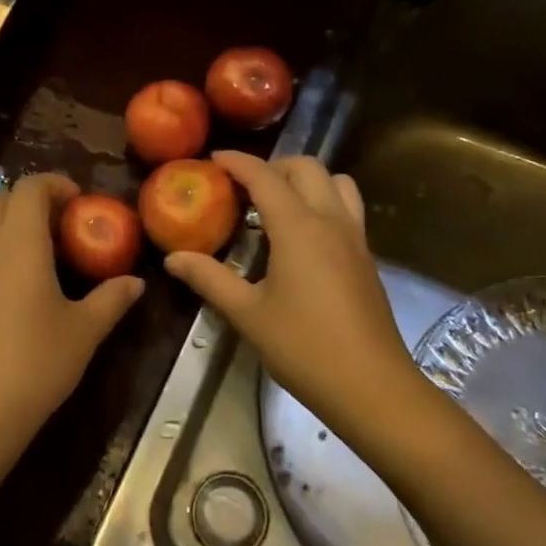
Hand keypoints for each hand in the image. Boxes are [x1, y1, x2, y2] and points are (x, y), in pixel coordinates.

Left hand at [0, 173, 143, 490]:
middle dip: (29, 199)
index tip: (79, 200)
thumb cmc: (36, 362)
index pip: (29, 188)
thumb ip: (111, 299)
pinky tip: (10, 276)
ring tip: (34, 243)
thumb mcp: (84, 330)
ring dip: (4, 218)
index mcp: (19, 242)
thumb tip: (136, 282)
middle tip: (59, 222)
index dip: (54, 184)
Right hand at [164, 152, 415, 435]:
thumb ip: (209, 278)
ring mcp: (355, 237)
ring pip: (336, 182)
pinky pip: (347, 208)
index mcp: (298, 227)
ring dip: (306, 180)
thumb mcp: (248, 314)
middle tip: (244, 187)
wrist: (372, 387)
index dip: (237, 162)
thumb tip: (173, 258)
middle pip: (306, 168)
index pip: (265, 177)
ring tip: (277, 204)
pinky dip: (323, 201)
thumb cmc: (304, 348)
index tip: (213, 158)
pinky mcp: (367, 257)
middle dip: (273, 167)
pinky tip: (303, 236)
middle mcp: (331, 220)